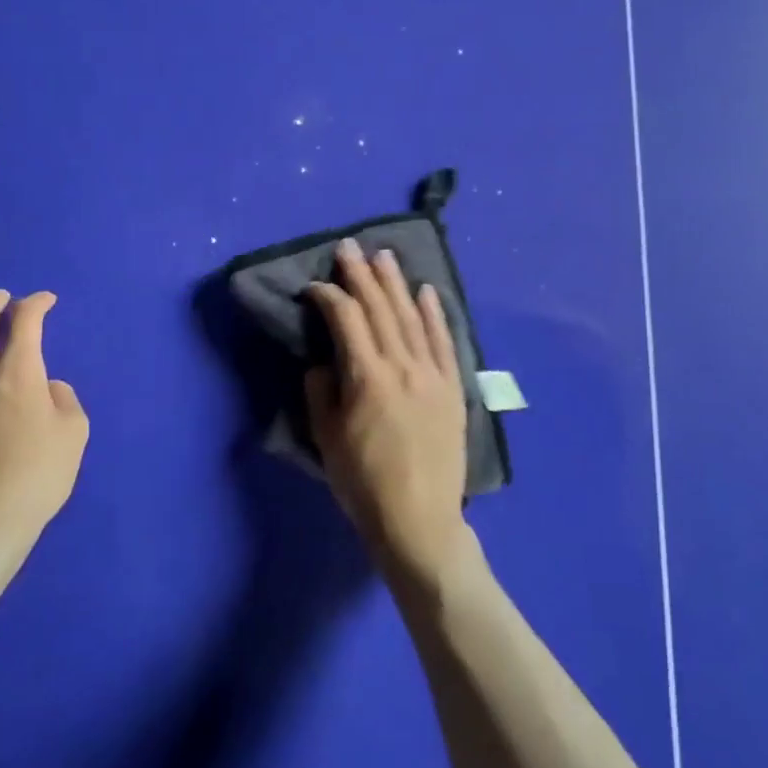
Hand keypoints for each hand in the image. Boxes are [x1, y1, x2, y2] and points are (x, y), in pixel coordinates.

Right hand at [304, 239, 470, 588]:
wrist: (420, 520)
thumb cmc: (364, 484)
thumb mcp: (327, 439)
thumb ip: (322, 392)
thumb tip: (326, 362)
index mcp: (367, 378)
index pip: (346, 320)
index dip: (328, 297)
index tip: (314, 287)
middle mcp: (402, 366)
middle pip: (380, 309)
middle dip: (361, 275)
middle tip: (349, 247)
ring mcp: (432, 375)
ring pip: (412, 317)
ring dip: (396, 284)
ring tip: (384, 257)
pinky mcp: (453, 388)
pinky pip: (444, 342)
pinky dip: (435, 314)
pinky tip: (426, 292)